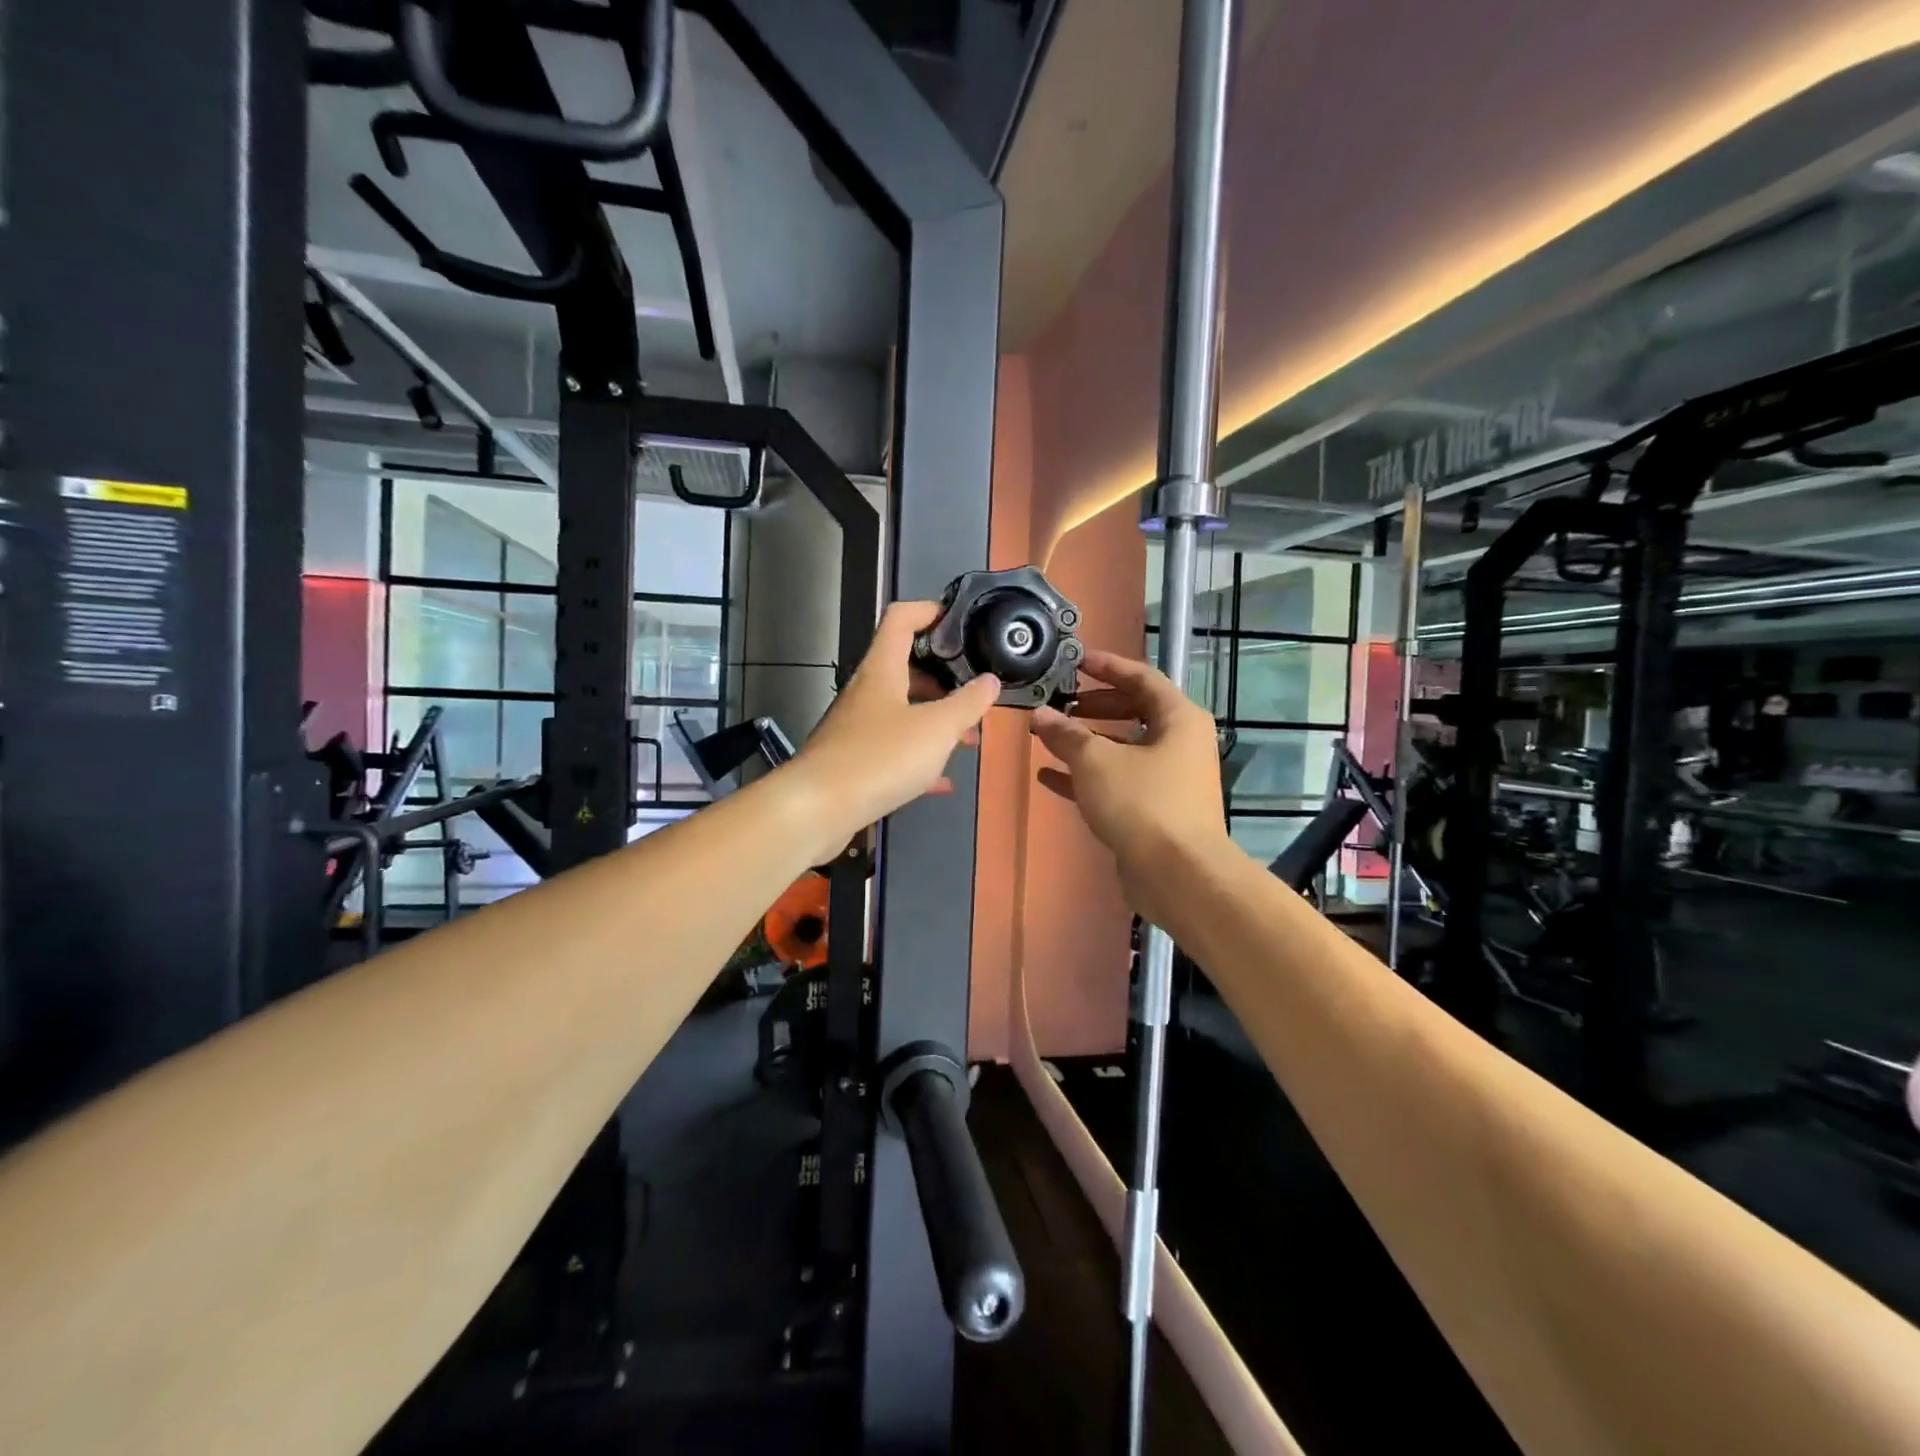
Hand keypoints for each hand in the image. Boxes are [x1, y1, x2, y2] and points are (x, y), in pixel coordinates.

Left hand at [786, 601, 999, 861]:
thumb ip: (967, 703)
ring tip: (969, 738)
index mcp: (882, 670)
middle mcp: (866, 692)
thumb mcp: (937, 728)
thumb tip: (990, 681)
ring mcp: (857, 728)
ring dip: (935, 721)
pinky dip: (919, 759)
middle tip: (975, 692)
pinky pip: (894, 752)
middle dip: (944, 679)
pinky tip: (943, 781)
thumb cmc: (880, 757)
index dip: (930, 611)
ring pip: (902, 713)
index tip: (961, 620)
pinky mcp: (854, 762)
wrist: (817, 810)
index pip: (901, 619)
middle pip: (905, 669)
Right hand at [1031, 649, 1230, 926]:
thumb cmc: (1143, 803)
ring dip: (1087, 742)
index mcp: (1178, 719)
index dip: (1107, 666)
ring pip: (1123, 749)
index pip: (1141, 677)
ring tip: (1049, 735)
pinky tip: (1049, 776)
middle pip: (1134, 712)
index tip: (1075, 660)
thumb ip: (1066, 734)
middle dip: (1094, 705)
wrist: (1179, 876)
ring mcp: (1169, 779)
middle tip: (1060, 701)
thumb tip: (1040, 714)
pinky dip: (1087, 776)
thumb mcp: (1096, 761)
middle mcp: (1180, 744)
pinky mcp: (1155, 810)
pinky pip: (1118, 782)